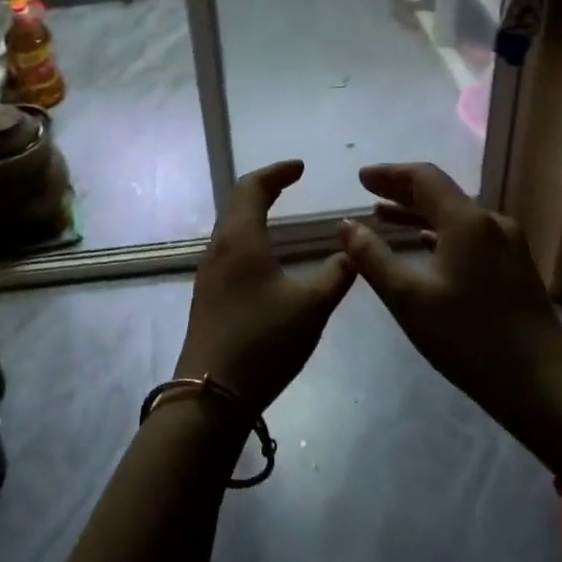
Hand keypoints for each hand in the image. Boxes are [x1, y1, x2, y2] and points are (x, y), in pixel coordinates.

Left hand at [175, 160, 355, 410]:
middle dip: (265, 189)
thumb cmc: (264, 341)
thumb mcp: (312, 307)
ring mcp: (208, 274)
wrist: (212, 393)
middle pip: (237, 204)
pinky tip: (265, 259)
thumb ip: (337, 274)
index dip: (277, 172)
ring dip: (254, 214)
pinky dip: (249, 239)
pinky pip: (228, 251)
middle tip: (291, 184)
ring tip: (280, 216)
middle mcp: (218, 249)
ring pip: (230, 229)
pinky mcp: (207, 296)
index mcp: (240, 240)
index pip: (253, 187)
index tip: (300, 167)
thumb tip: (354, 250)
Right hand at [341, 163, 561, 414]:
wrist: (541, 383)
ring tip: (384, 218)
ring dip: (418, 213)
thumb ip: (373, 258)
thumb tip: (346, 225)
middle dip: (401, 191)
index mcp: (467, 221)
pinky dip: (439, 233)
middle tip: (367, 194)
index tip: (360, 178)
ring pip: (455, 216)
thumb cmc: (468, 337)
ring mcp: (508, 245)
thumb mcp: (408, 298)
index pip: (424, 178)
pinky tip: (424, 245)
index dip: (390, 174)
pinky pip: (469, 236)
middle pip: (441, 194)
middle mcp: (491, 223)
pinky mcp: (514, 267)